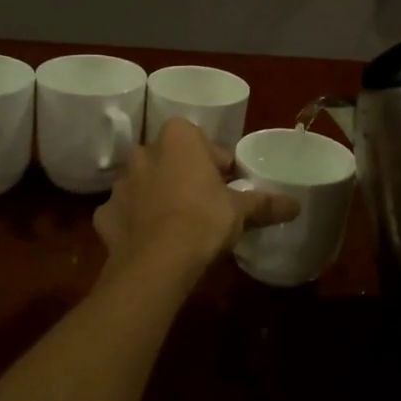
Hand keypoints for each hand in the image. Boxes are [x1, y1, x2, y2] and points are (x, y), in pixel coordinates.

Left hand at [93, 119, 299, 275]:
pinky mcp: (104, 215)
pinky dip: (134, 223)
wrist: (157, 261)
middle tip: (202, 201)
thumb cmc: (203, 220)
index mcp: (178, 139)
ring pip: (142, 184)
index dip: (214, 161)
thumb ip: (265, 203)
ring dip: (156, 196)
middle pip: (168, 158)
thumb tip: (296, 205)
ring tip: (176, 224)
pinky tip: (150, 241)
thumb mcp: (241, 211)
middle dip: (182, 174)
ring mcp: (119, 184)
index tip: (225, 182)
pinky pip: (124, 213)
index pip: (199, 140)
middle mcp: (144, 153)